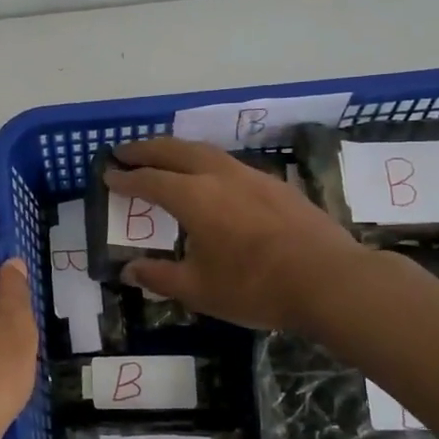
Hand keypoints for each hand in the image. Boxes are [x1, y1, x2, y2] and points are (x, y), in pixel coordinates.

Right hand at [106, 137, 365, 331]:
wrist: (330, 281)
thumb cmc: (255, 286)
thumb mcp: (199, 290)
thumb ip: (160, 276)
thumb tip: (129, 270)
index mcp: (194, 197)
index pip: (150, 180)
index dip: (126, 178)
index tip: (108, 175)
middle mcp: (220, 176)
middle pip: (176, 150)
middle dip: (147, 149)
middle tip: (125, 150)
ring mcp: (253, 177)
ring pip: (206, 152)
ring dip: (179, 150)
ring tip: (165, 157)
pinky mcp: (277, 186)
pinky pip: (231, 164)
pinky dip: (208, 163)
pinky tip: (213, 180)